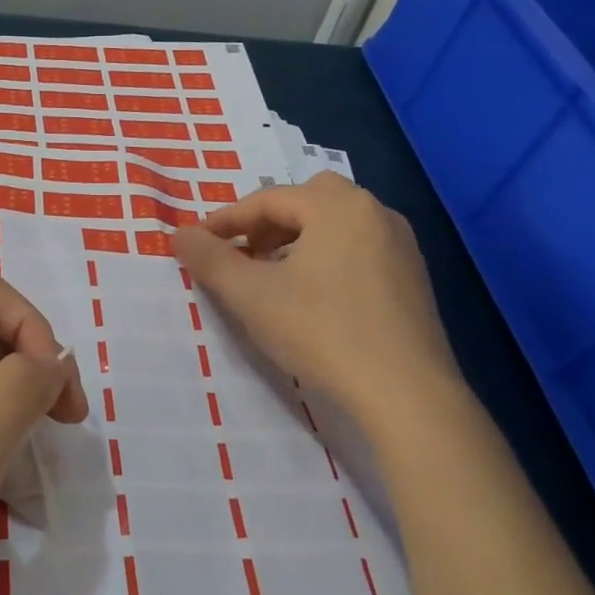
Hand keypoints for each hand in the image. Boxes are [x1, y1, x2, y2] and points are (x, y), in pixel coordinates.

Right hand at [172, 172, 460, 433]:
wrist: (406, 394)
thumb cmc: (321, 332)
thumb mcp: (251, 295)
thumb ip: (210, 259)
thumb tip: (180, 234)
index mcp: (337, 206)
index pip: (268, 199)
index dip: (227, 220)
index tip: (197, 243)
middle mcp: (375, 213)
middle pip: (309, 199)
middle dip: (269, 222)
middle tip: (244, 253)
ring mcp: (401, 245)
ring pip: (337, 223)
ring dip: (298, 238)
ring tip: (274, 275)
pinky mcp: (413, 278)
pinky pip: (359, 248)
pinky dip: (327, 256)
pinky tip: (314, 296)